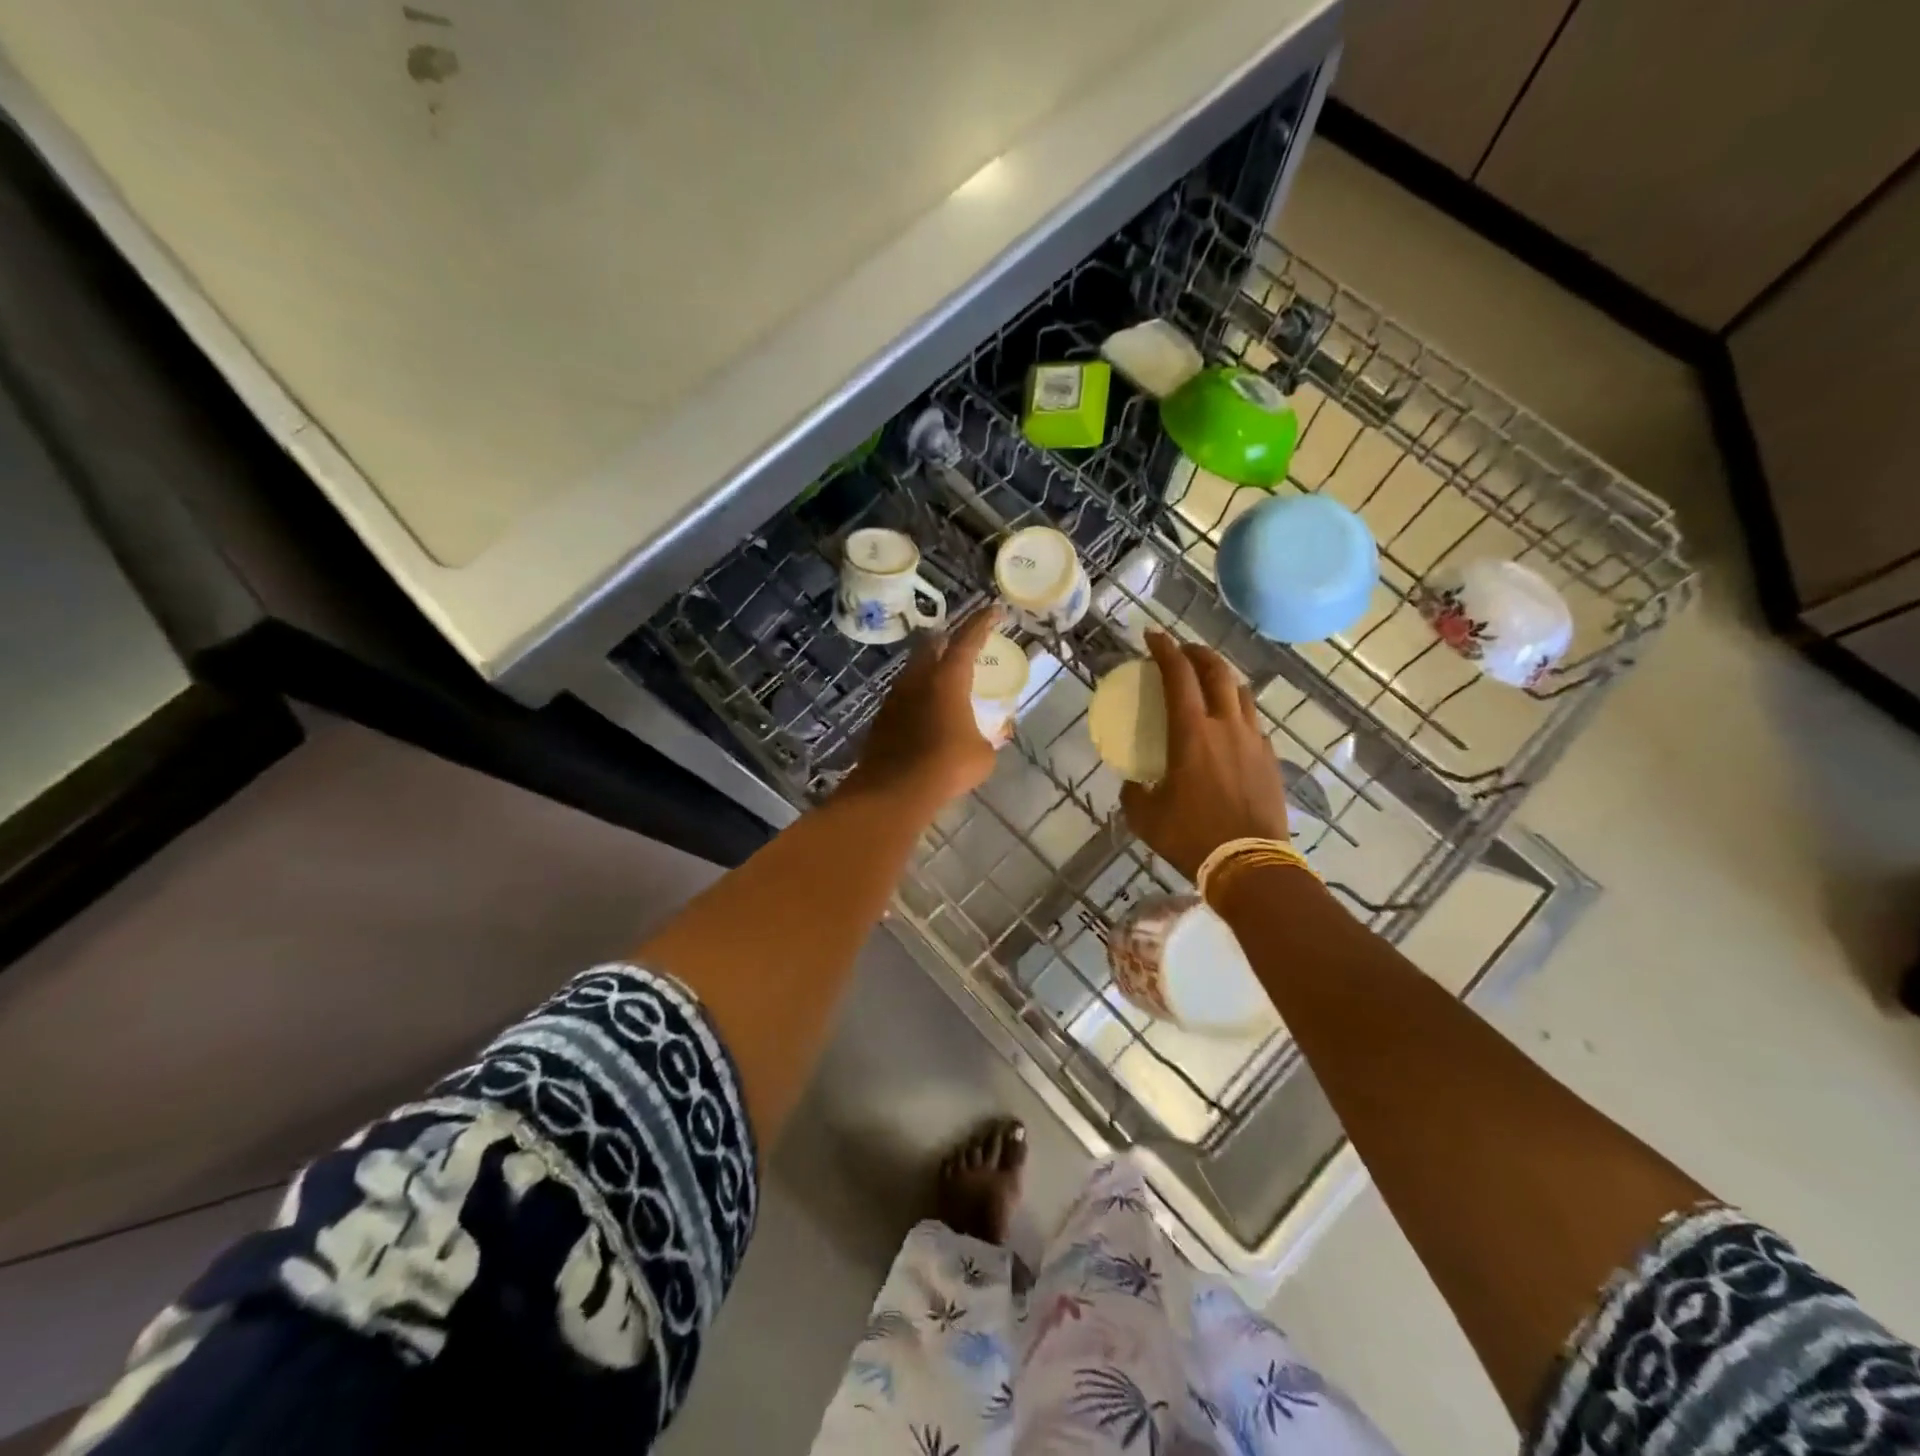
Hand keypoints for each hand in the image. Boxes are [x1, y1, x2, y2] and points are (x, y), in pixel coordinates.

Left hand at [844, 606, 1002, 812]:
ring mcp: (895, 697)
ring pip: (913, 671)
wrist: (895, 790)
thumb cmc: (947, 765)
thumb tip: (993, 737)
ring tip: (944, 681)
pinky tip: (926, 713)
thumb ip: (990, 738)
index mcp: (948, 678)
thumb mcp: (983, 754)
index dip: (982, 622)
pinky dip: (917, 697)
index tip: (994, 610)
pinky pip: (903, 697)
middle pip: (931, 646)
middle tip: (962, 644)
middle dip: (947, 640)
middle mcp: (918, 679)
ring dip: (929, 669)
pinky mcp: (882, 718)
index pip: (968, 639)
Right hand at [1120, 630, 1290, 880]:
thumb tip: (1133, 783)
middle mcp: (1226, 726)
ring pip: (1242, 692)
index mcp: (1191, 733)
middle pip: (1217, 672)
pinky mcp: (1271, 759)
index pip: (1178, 675)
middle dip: (1198, 653)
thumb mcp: (1146, 816)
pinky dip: (1238, 710)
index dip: (1164, 650)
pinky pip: (1254, 721)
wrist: (1249, 864)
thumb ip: (1134, 792)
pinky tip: (1230, 725)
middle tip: (1182, 650)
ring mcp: (1254, 740)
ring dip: (1223, 677)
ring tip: (1209, 681)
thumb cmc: (1191, 837)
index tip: (1153, 636)